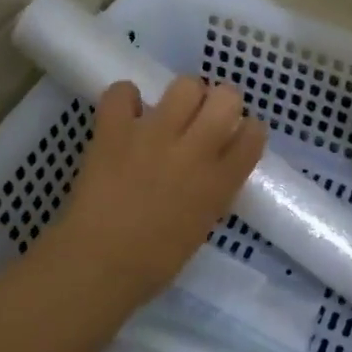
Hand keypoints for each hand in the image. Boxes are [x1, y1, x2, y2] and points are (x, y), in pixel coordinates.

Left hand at [48, 77, 266, 305]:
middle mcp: (194, 150)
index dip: (248, 129)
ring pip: (185, 86)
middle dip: (221, 102)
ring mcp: (154, 136)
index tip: (235, 135)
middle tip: (204, 118)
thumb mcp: (202, 224)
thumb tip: (214, 165)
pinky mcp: (116, 131)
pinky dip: (125, 99)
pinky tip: (126, 115)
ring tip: (169, 113)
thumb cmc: (155, 261)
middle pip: (227, 97)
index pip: (254, 134)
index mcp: (220, 182)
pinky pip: (123, 92)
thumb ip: (214, 189)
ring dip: (182, 96)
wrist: (97, 265)